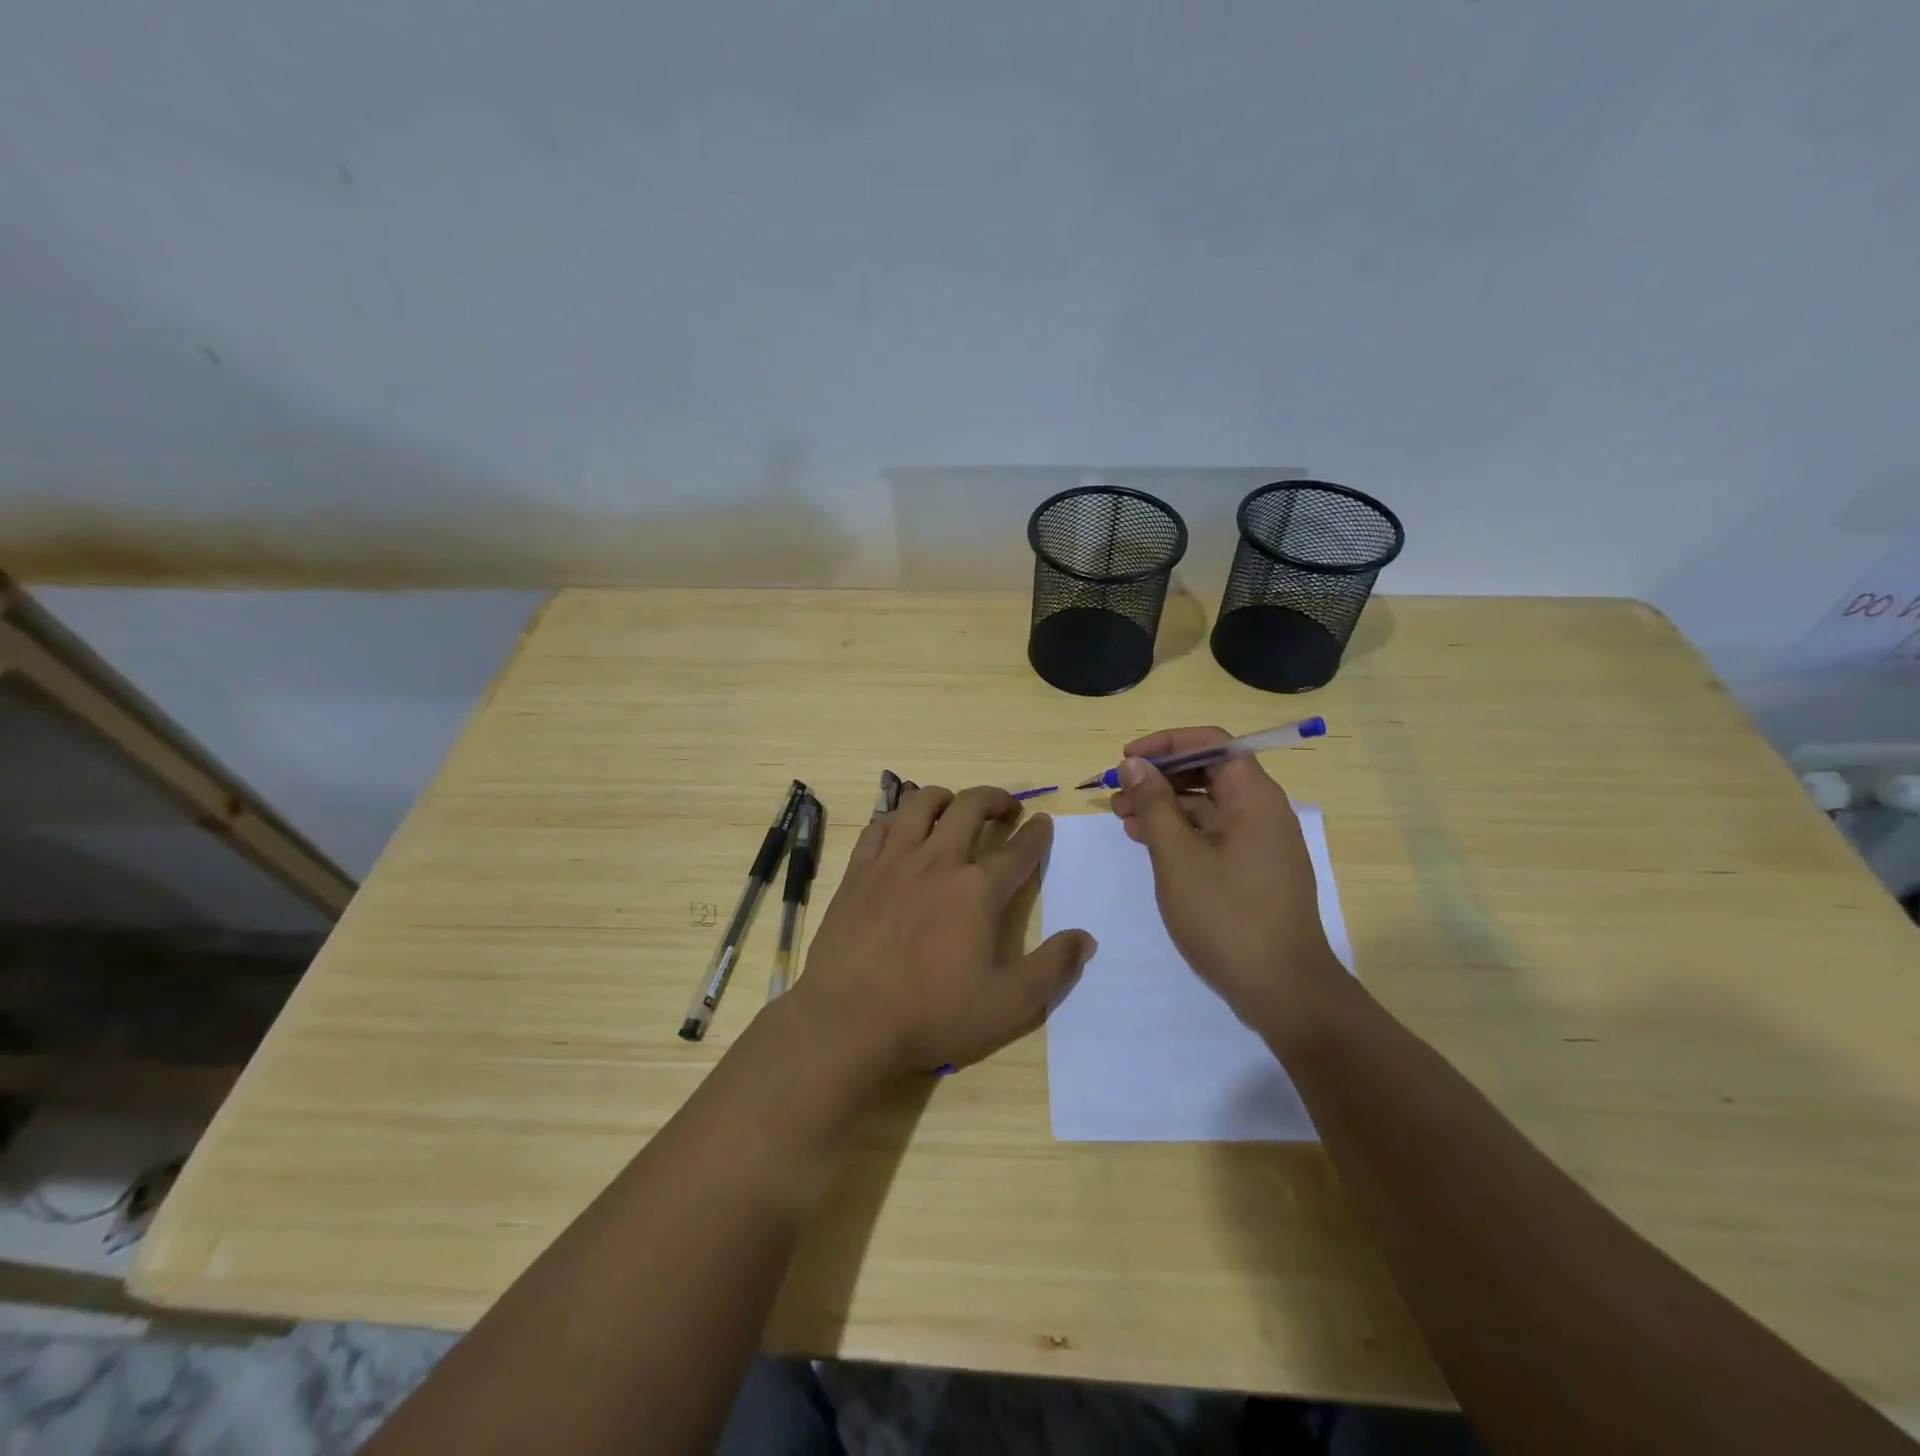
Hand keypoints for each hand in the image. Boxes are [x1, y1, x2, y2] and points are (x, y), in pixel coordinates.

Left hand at [792, 786, 1095, 1077]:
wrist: (849, 1020)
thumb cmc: (932, 1014)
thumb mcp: (1008, 1004)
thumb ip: (1052, 968)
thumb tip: (1085, 938)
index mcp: (978, 890)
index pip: (1019, 850)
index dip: (1036, 833)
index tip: (1043, 823)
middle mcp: (938, 861)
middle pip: (970, 807)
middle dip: (995, 799)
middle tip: (1006, 809)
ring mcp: (894, 861)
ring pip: (921, 803)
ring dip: (945, 797)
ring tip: (954, 807)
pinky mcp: (859, 871)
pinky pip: (880, 826)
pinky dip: (898, 818)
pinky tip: (901, 830)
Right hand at [1109, 727, 1342, 1026]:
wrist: (1284, 990)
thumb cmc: (1227, 915)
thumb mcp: (1178, 856)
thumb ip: (1154, 804)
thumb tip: (1134, 763)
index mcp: (1253, 796)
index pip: (1211, 743)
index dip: (1166, 744)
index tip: (1127, 759)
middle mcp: (1262, 811)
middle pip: (1208, 772)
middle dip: (1159, 777)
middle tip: (1116, 794)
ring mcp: (1261, 843)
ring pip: (1208, 806)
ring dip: (1164, 806)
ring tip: (1122, 819)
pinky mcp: (1254, 871)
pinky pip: (1214, 835)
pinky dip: (1180, 833)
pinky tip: (1149, 844)